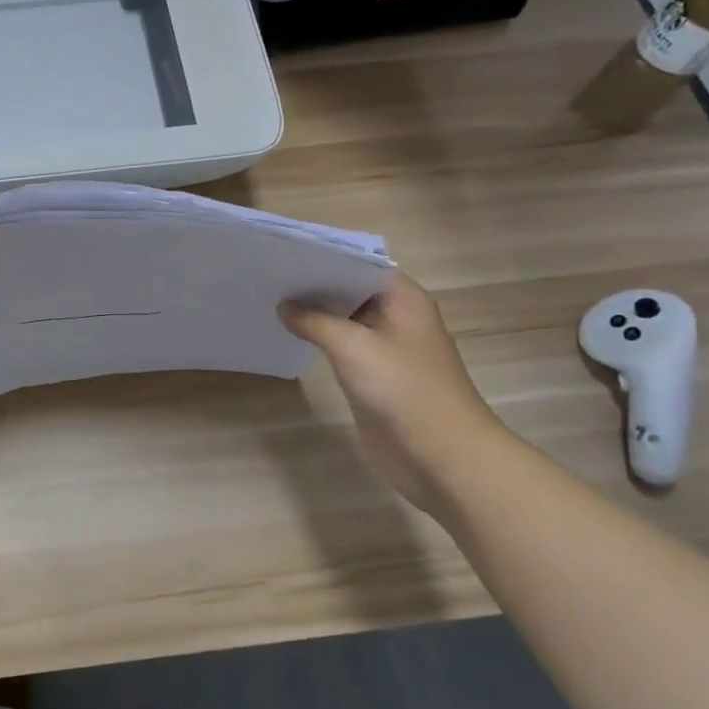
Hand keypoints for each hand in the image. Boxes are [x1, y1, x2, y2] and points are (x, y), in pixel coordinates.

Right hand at [282, 274, 504, 514]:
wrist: (440, 456)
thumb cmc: (403, 390)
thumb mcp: (353, 347)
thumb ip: (315, 321)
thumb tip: (285, 306)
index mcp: (402, 299)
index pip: (359, 263)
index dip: (324, 257)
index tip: (284, 251)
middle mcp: (395, 316)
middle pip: (350, 289)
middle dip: (313, 284)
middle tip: (267, 273)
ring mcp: (385, 347)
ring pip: (344, 319)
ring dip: (313, 312)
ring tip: (269, 297)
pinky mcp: (373, 375)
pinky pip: (342, 347)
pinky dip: (318, 339)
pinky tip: (288, 333)